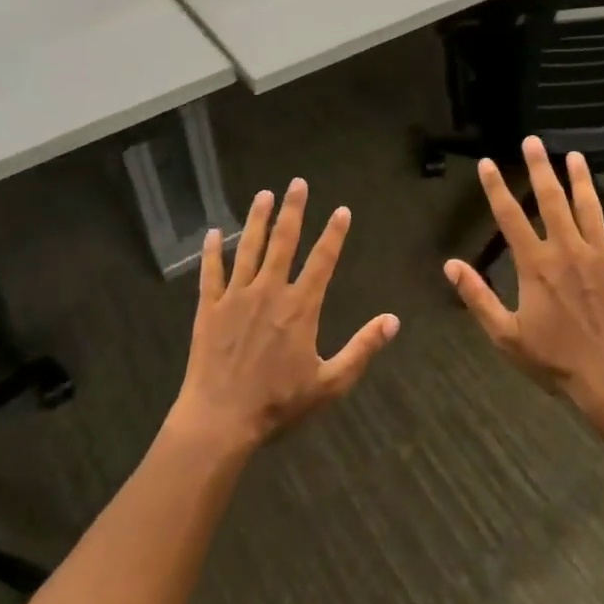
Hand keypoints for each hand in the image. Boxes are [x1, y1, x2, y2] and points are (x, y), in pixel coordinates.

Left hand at [172, 178, 398, 449]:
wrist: (220, 420)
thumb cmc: (278, 404)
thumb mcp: (330, 382)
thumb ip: (362, 349)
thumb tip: (393, 320)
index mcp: (300, 308)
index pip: (322, 260)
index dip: (334, 233)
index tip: (342, 209)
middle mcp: (269, 292)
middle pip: (283, 242)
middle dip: (292, 210)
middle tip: (297, 183)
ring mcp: (236, 297)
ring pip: (249, 249)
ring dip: (257, 220)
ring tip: (263, 194)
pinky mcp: (210, 309)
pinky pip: (211, 273)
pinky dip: (212, 251)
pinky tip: (213, 233)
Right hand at [445, 137, 603, 421]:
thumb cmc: (556, 359)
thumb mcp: (506, 335)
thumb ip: (478, 297)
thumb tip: (450, 265)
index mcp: (536, 264)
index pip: (510, 217)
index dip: (496, 188)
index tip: (488, 162)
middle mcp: (567, 249)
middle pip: (551, 200)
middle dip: (540, 168)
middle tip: (533, 141)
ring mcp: (601, 255)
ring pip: (590, 207)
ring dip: (581, 179)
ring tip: (575, 156)